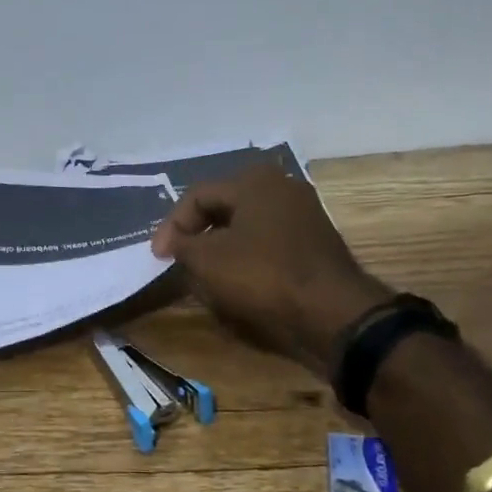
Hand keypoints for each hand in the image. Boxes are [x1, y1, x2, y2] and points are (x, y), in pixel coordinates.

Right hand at [151, 167, 390, 372]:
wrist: (333, 311)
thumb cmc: (264, 275)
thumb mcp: (208, 260)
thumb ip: (182, 245)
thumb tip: (173, 242)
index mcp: (253, 180)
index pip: (197, 196)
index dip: (171, 225)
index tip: (158, 257)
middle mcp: (281, 186)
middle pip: (223, 207)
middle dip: (197, 234)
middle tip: (179, 259)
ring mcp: (303, 212)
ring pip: (247, 224)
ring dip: (221, 246)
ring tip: (205, 272)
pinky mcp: (316, 240)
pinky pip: (269, 241)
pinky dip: (247, 255)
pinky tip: (238, 278)